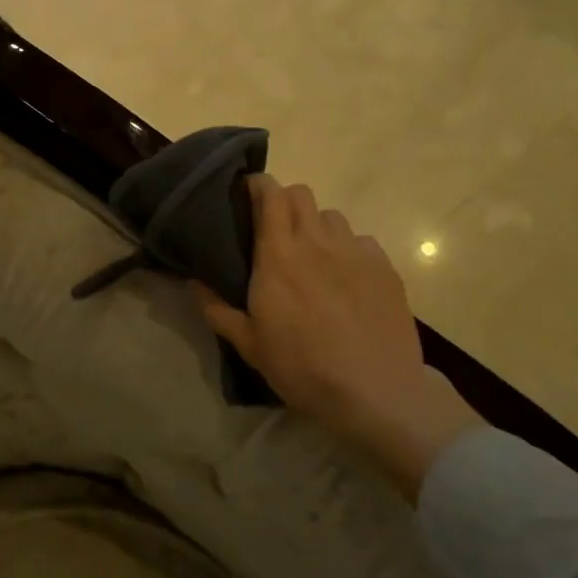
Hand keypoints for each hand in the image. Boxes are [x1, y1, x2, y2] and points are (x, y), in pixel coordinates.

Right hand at [193, 175, 480, 498]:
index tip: (247, 195)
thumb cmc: (302, 368)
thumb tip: (193, 282)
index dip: (258, 186)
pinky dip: (348, 250)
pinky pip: (361, 241)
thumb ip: (217, 308)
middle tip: (275, 229)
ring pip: (332, 216)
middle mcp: (317, 242)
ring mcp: (356, 252)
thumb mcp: (249, 345)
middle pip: (301, 194)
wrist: (376, 392)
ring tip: (313, 256)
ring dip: (316, 226)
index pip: (270, 195)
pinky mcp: (385, 268)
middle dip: (284, 201)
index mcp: (278, 255)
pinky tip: (347, 278)